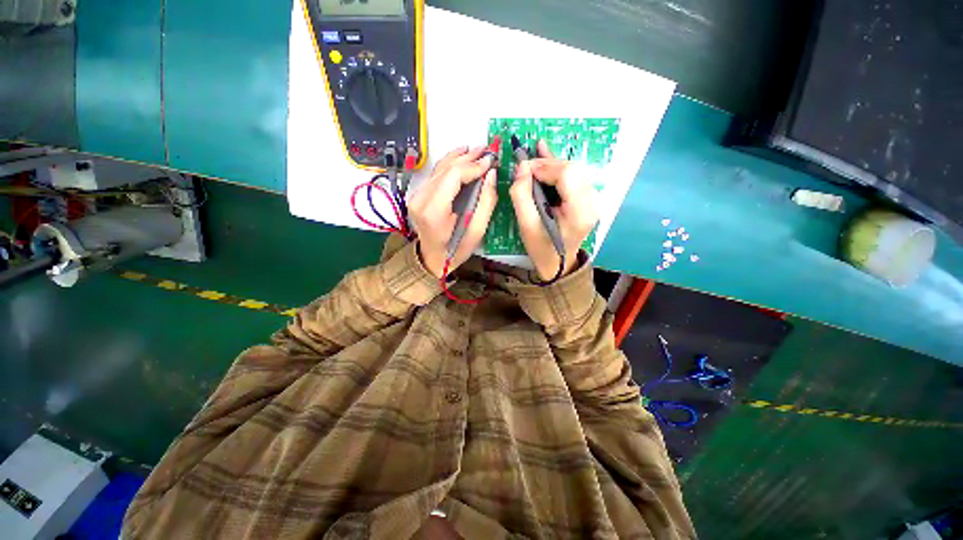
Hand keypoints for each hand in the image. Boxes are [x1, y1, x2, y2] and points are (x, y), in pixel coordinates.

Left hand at [408, 146, 497, 278]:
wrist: (431, 259)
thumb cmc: (455, 250)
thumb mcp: (476, 232)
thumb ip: (486, 202)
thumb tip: (491, 174)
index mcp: (434, 211)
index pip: (453, 176)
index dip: (473, 166)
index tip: (490, 162)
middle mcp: (421, 200)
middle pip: (446, 169)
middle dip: (468, 158)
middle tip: (487, 150)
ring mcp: (417, 196)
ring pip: (439, 168)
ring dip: (459, 157)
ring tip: (477, 150)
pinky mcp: (419, 195)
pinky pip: (436, 174)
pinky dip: (450, 164)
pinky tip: (460, 155)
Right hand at [510, 140, 598, 280]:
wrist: (558, 263)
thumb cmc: (541, 247)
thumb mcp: (526, 225)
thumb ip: (521, 195)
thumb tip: (522, 166)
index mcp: (580, 212)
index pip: (567, 175)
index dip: (545, 166)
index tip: (524, 169)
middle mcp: (592, 202)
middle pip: (571, 169)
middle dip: (546, 164)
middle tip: (525, 167)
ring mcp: (592, 199)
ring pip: (572, 170)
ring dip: (551, 164)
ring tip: (532, 159)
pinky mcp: (587, 197)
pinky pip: (573, 176)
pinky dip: (557, 166)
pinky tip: (545, 151)